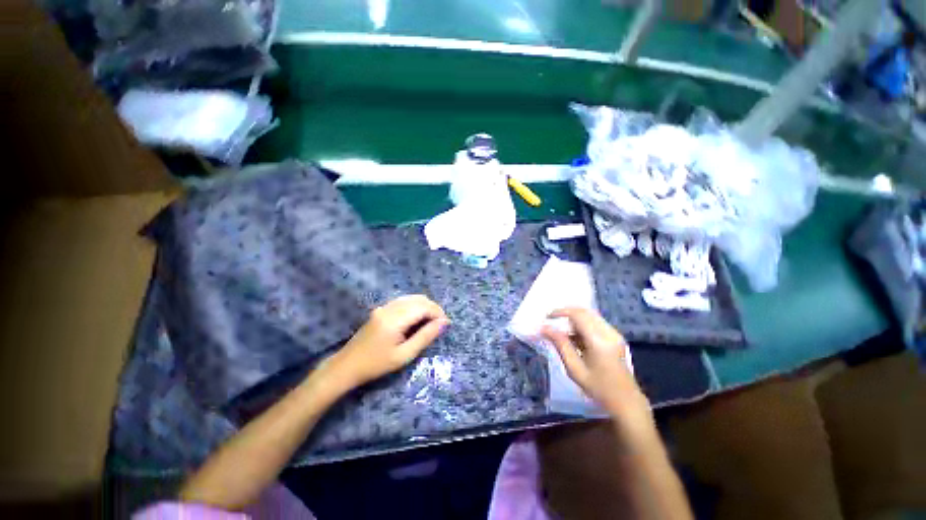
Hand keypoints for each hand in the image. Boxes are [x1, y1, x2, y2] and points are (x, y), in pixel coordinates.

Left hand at [326, 295, 448, 389]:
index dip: (438, 313)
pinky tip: (418, 318)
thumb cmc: (377, 364)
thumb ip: (425, 336)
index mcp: (395, 319)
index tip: (446, 324)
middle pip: (419, 299)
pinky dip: (415, 306)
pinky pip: (404, 301)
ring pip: (412, 298)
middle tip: (440, 324)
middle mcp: (390, 308)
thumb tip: (443, 323)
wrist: (347, 366)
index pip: (423, 307)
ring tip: (431, 321)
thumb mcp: (404, 355)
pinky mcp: (381, 309)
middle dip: (433, 309)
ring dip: (425, 306)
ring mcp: (384, 307)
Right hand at [541, 308, 652, 435]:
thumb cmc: (598, 388)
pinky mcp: (615, 336)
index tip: (547, 318)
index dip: (560, 312)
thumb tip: (545, 328)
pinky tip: (575, 338)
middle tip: (552, 322)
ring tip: (561, 331)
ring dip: (574, 319)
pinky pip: (595, 322)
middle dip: (566, 313)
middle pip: (584, 311)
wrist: (626, 402)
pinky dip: (582, 324)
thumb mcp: (574, 368)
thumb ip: (560, 345)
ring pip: (589, 315)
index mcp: (599, 340)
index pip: (577, 314)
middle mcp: (608, 332)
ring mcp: (614, 333)